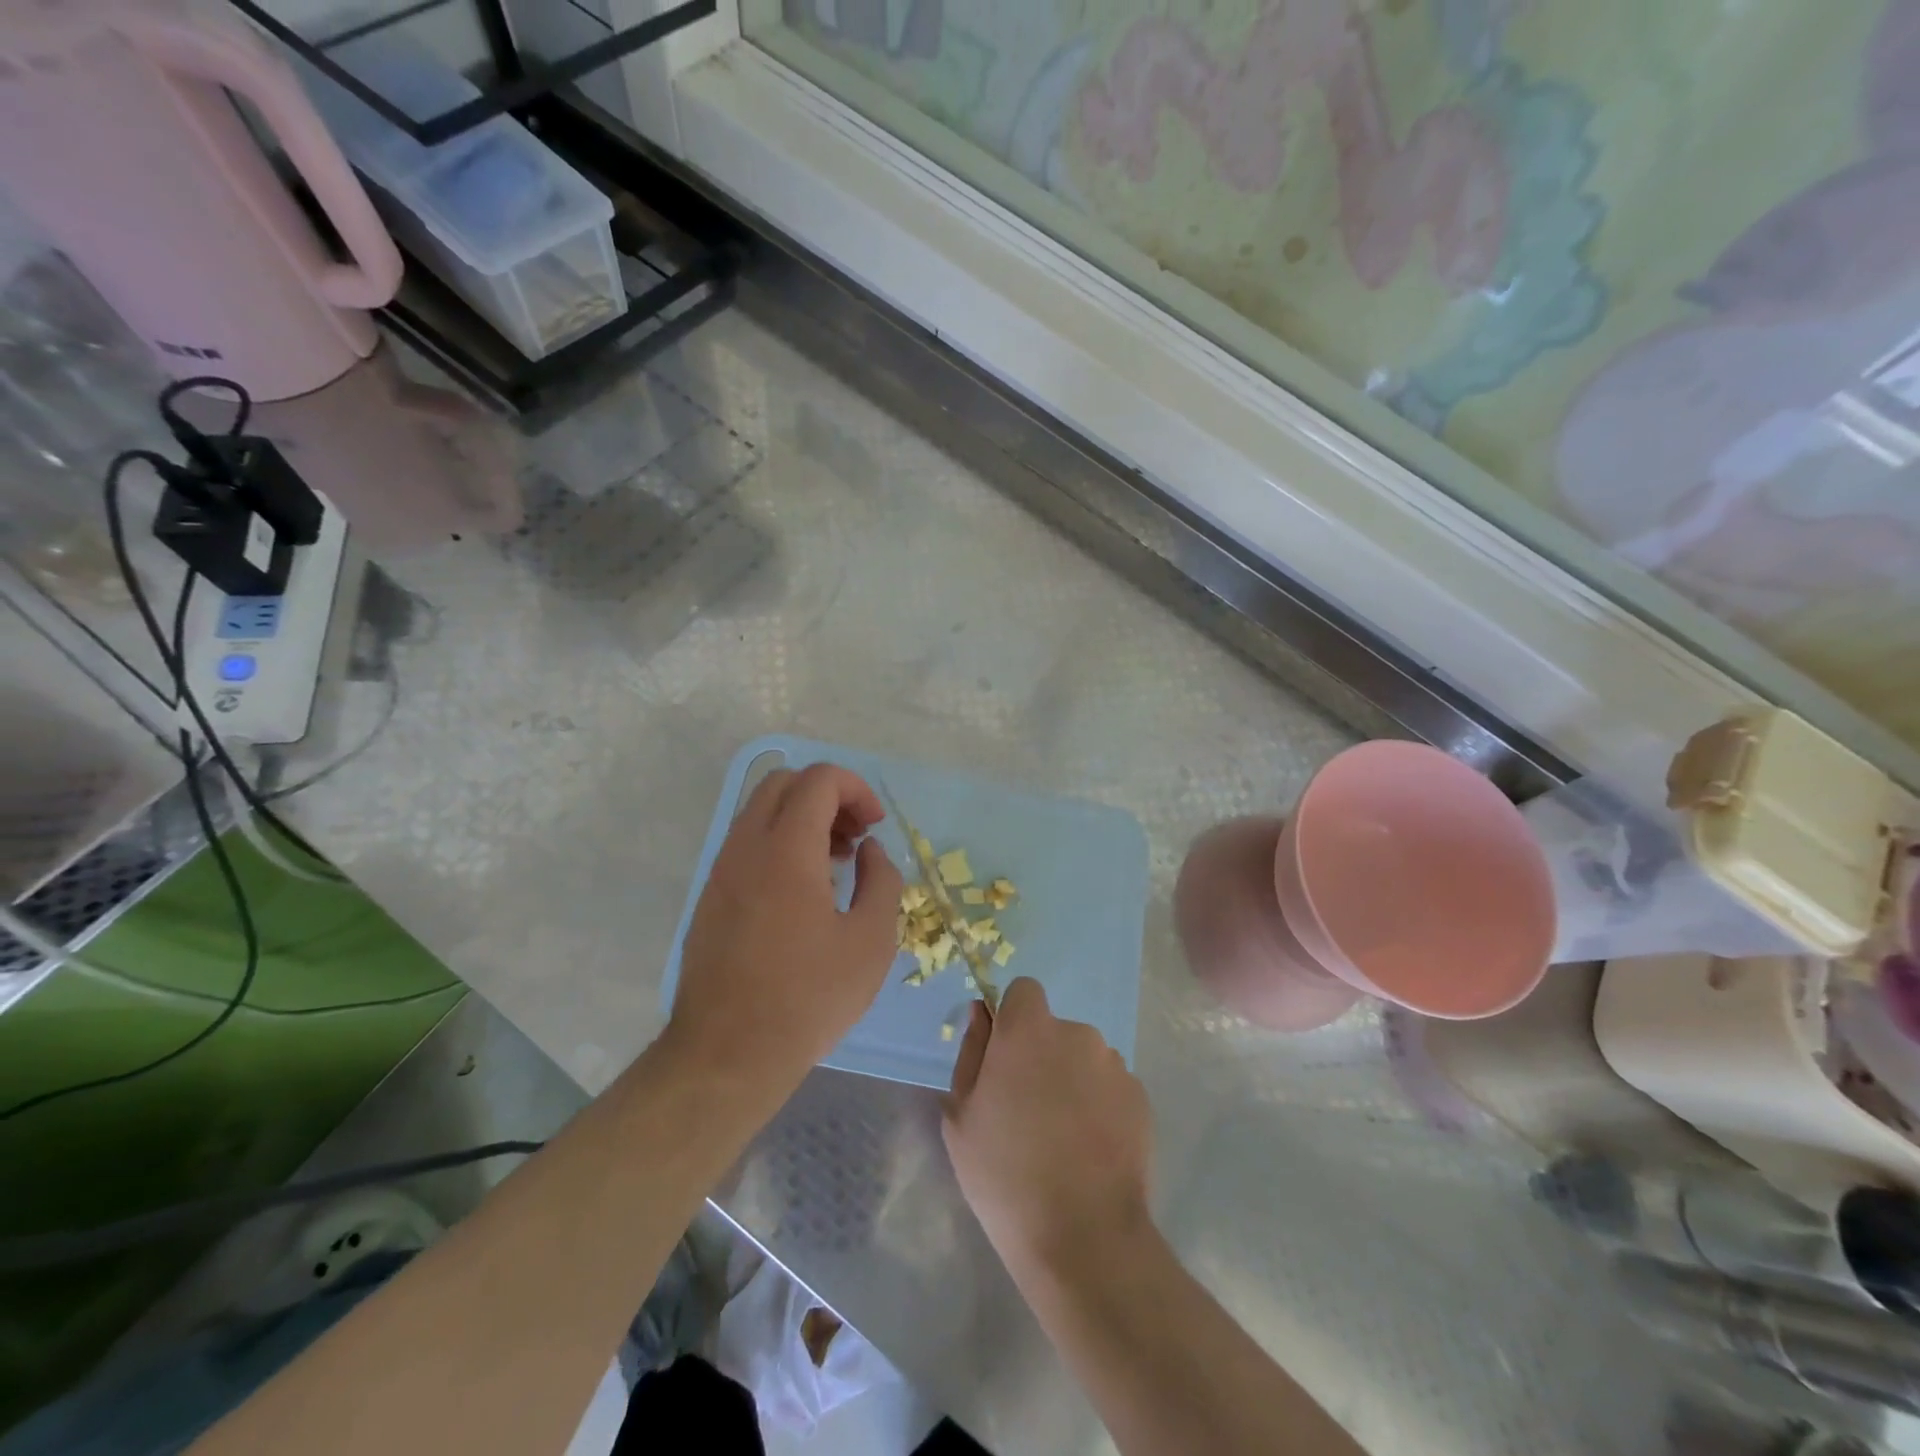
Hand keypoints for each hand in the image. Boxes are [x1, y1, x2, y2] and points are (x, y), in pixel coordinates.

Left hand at [668, 764, 902, 1096]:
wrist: (727, 1054)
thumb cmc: (808, 997)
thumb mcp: (871, 941)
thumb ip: (881, 880)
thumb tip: (870, 851)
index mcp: (787, 850)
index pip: (818, 779)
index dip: (856, 789)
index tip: (875, 827)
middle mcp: (746, 847)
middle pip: (784, 783)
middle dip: (828, 795)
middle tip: (855, 837)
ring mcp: (721, 871)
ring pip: (761, 811)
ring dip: (802, 819)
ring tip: (835, 864)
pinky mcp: (710, 896)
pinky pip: (746, 844)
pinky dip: (779, 843)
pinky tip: (802, 892)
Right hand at [944, 978, 1153, 1278]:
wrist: (1084, 1236)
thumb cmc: (1005, 1174)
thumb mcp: (962, 1115)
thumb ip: (972, 1052)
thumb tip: (982, 1014)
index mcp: (1029, 1031)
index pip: (1024, 991)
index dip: (1013, 1019)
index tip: (1005, 1059)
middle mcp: (1077, 1034)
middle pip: (1055, 1030)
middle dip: (1042, 1056)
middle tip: (1028, 1111)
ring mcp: (1114, 1065)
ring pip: (1084, 1059)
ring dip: (1073, 1081)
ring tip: (1063, 1138)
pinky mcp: (1140, 1098)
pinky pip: (1110, 1087)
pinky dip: (1100, 1106)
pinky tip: (1091, 1151)